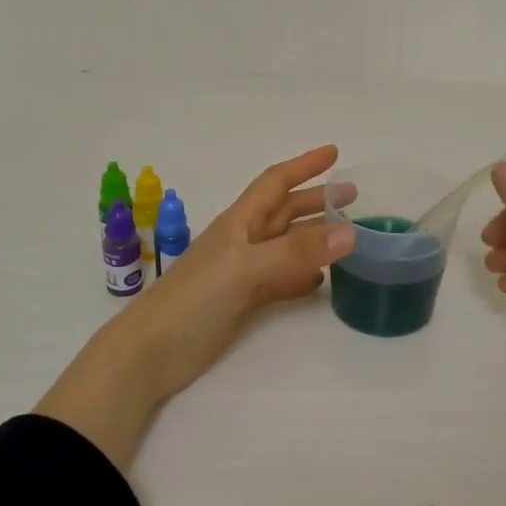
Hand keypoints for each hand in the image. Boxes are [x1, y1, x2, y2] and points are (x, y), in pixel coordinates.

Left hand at [133, 144, 355, 398]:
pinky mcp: (244, 302)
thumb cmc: (194, 299)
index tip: (334, 153)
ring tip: (348, 235)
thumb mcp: (246, 269)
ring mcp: (243, 272)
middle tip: (353, 197)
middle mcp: (243, 241)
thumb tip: (350, 233)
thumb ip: (296, 252)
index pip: (276, 182)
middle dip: (317, 200)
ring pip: (287, 245)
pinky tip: (321, 281)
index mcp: (240, 222)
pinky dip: (303, 275)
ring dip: (315, 236)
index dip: (304, 165)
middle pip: (285, 211)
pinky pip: (282, 279)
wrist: (152, 352)